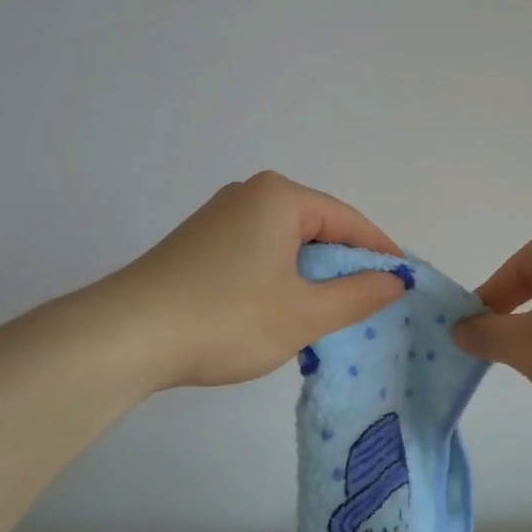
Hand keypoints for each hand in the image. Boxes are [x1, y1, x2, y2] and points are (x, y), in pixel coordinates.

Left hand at [112, 172, 407, 388]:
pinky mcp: (199, 244)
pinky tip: (281, 312)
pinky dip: (280, 280)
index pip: (348, 220)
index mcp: (279, 197)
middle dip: (344, 267)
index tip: (404, 282)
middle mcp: (249, 195)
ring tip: (328, 315)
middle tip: (369, 305)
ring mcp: (219, 218)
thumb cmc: (227, 318)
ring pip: (287, 244)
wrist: (126, 336)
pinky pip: (259, 254)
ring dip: (311, 277)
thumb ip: (358, 295)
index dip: (380, 252)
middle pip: (317, 228)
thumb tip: (394, 280)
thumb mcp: (304, 313)